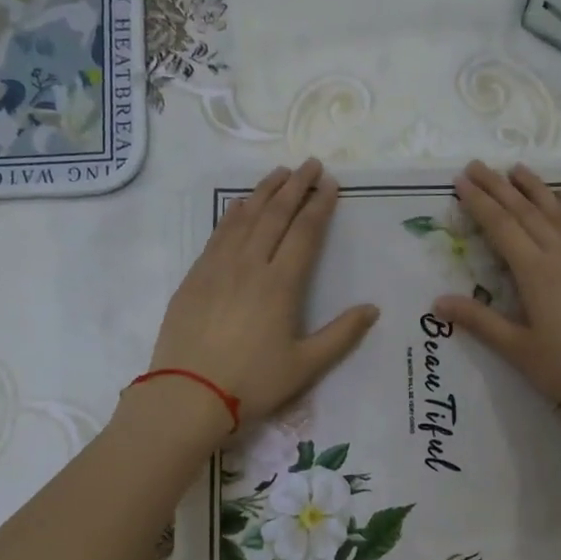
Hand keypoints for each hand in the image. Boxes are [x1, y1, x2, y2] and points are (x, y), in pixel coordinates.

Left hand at [145, 159, 378, 427]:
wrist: (188, 395)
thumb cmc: (253, 383)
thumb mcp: (305, 366)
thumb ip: (341, 335)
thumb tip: (372, 309)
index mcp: (280, 285)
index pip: (305, 233)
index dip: (320, 206)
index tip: (331, 184)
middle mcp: (249, 265)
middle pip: (275, 215)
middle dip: (295, 186)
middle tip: (309, 164)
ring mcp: (218, 268)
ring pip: (244, 218)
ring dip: (264, 192)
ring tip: (279, 173)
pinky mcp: (195, 277)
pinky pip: (218, 234)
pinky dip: (233, 213)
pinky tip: (240, 205)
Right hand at [432, 162, 560, 426]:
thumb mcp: (519, 350)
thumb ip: (480, 321)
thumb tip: (437, 302)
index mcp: (536, 273)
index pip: (502, 227)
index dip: (479, 202)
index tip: (461, 180)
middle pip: (526, 211)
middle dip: (499, 186)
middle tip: (478, 165)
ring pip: (557, 211)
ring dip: (535, 188)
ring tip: (517, 169)